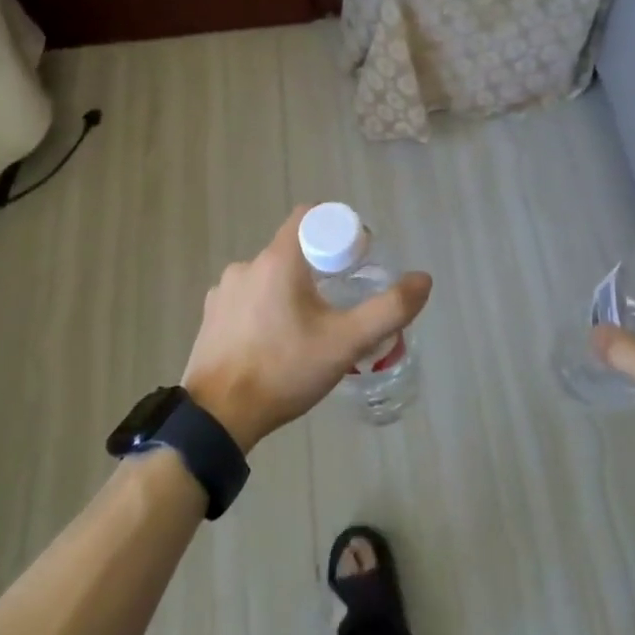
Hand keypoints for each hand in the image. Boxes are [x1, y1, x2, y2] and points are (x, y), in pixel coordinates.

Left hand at [181, 207, 431, 451]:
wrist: (218, 417)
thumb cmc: (284, 371)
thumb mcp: (346, 343)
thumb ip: (389, 309)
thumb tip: (423, 279)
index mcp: (277, 260)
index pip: (309, 217)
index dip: (336, 230)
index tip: (355, 260)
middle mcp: (246, 266)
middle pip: (292, 250)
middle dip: (319, 269)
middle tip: (340, 304)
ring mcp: (223, 291)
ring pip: (270, 277)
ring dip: (291, 292)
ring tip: (308, 330)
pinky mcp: (211, 316)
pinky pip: (248, 300)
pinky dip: (266, 310)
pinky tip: (276, 343)